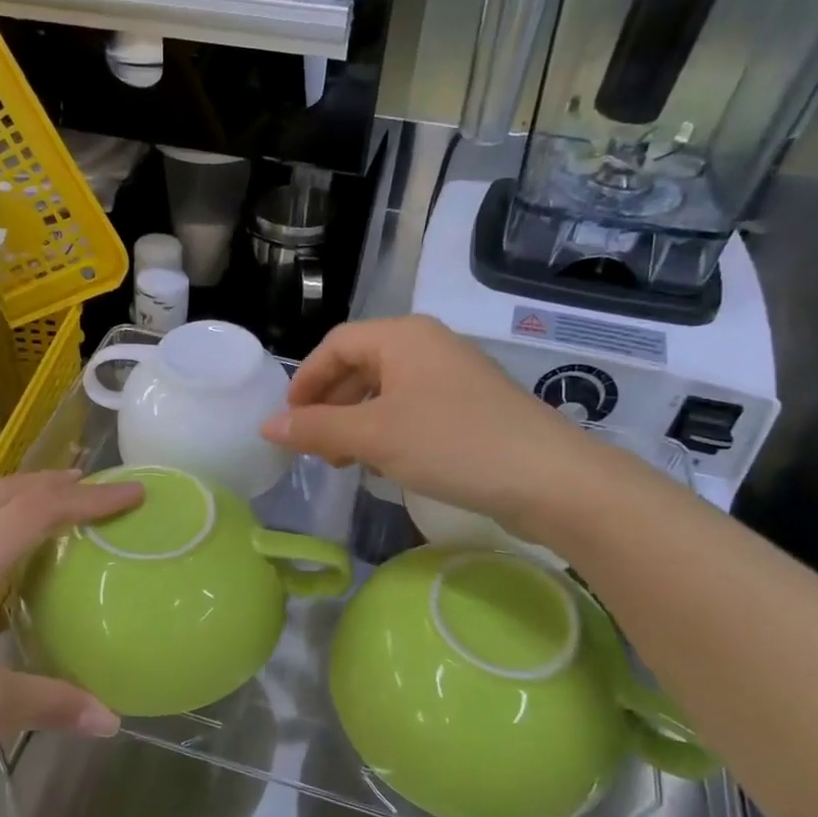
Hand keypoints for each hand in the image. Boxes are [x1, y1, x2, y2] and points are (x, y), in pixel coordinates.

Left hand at [0, 471, 143, 811]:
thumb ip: (53, 704)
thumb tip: (112, 721)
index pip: (41, 511)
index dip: (93, 498)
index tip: (136, 492)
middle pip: (7, 494)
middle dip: (57, 483)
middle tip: (100, 487)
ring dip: (25, 502)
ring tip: (61, 513)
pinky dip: (1, 531)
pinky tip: (6, 569)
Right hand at [261, 315, 608, 533]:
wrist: (549, 479)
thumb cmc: (452, 444)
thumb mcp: (374, 436)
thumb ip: (317, 428)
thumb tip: (268, 425)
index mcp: (403, 336)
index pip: (336, 345)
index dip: (305, 381)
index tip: (288, 421)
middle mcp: (428, 345)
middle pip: (360, 366)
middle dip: (331, 405)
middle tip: (315, 447)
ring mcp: (453, 375)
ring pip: (386, 390)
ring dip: (357, 422)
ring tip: (346, 461)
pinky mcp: (471, 406)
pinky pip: (413, 408)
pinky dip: (388, 431)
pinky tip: (386, 463)